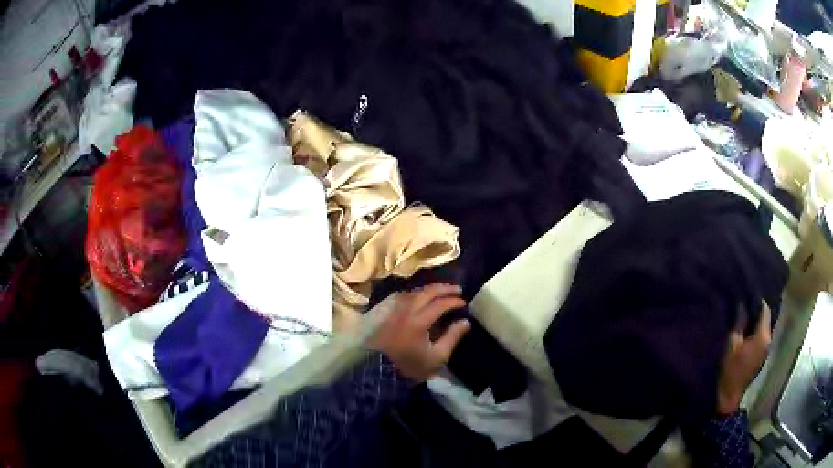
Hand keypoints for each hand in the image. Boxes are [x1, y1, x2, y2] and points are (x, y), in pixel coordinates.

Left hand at [371, 284, 470, 381]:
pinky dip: (418, 294)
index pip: (440, 304)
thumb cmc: (412, 366)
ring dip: (430, 289)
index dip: (454, 301)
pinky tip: (424, 298)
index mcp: (419, 321)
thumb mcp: (438, 356)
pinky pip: (406, 297)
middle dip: (444, 288)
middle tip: (458, 289)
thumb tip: (465, 322)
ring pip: (414, 292)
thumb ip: (452, 337)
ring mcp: (396, 312)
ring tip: (443, 291)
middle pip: (426, 292)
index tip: (465, 303)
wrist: (383, 371)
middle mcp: (406, 311)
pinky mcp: (390, 315)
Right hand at [717, 303, 771, 414]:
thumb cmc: (731, 369)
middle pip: (766, 318)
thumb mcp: (732, 343)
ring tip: (746, 317)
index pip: (765, 310)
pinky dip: (757, 332)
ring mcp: (766, 349)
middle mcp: (768, 340)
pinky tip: (748, 332)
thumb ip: (739, 322)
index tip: (748, 294)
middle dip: (758, 310)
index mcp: (763, 335)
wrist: (730, 395)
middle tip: (746, 304)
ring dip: (757, 322)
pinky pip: (763, 337)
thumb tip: (742, 304)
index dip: (757, 300)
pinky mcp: (762, 356)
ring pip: (765, 328)